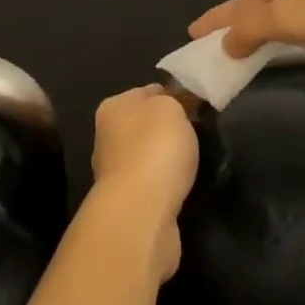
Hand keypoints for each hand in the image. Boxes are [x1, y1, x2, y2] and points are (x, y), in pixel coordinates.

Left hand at [89, 86, 197, 280]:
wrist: (142, 211)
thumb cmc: (155, 148)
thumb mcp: (171, 108)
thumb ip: (173, 101)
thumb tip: (174, 106)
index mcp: (112, 107)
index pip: (147, 92)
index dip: (172, 96)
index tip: (196, 106)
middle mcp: (107, 136)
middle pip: (145, 125)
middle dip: (168, 129)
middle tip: (198, 134)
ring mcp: (115, 172)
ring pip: (147, 156)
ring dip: (166, 159)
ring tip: (194, 163)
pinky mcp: (127, 202)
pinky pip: (152, 183)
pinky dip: (166, 184)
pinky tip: (182, 187)